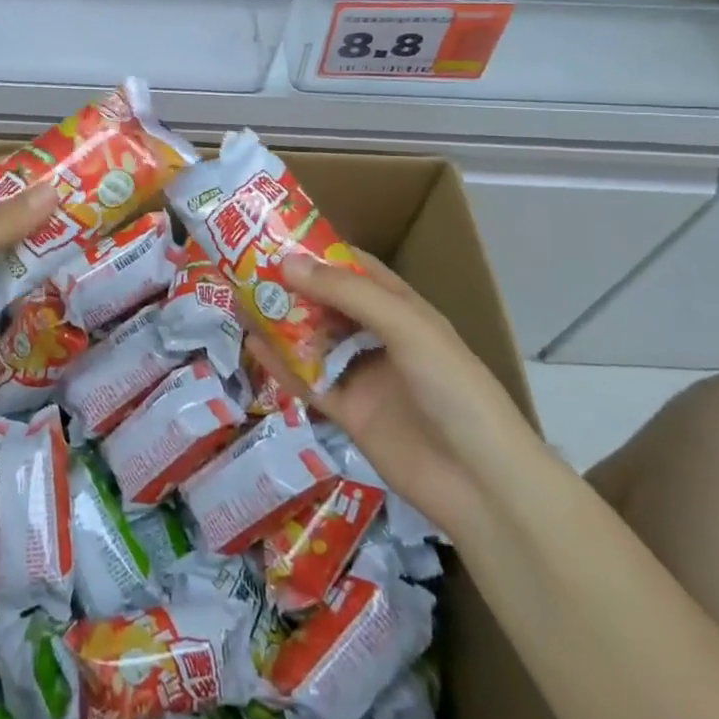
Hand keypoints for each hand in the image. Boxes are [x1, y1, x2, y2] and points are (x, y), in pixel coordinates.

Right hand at [246, 251, 546, 539]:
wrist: (480, 483)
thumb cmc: (453, 388)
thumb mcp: (405, 327)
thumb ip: (346, 294)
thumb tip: (285, 263)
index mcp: (401, 309)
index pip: (354, 268)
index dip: (318, 251)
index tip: (274, 235)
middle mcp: (378, 337)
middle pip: (327, 303)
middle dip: (290, 286)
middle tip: (244, 267)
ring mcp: (362, 376)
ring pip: (312, 340)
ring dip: (279, 322)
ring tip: (238, 300)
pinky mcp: (348, 412)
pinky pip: (307, 381)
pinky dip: (280, 364)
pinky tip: (252, 346)